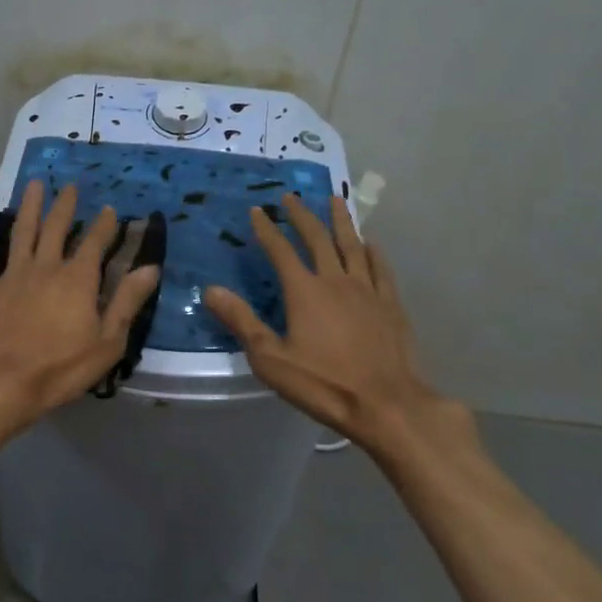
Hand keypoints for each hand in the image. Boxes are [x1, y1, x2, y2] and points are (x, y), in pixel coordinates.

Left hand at [0, 179, 160, 428]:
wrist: (1, 381)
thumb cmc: (60, 368)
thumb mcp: (107, 341)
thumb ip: (127, 301)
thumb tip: (150, 267)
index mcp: (77, 279)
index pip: (94, 243)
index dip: (104, 225)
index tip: (109, 209)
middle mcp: (45, 267)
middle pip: (56, 228)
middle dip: (66, 206)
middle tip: (70, 186)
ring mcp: (12, 274)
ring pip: (22, 232)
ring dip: (29, 206)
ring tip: (34, 184)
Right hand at [203, 193, 467, 454]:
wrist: (386, 404)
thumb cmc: (323, 384)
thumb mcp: (270, 359)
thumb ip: (242, 321)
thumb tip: (211, 290)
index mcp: (305, 292)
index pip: (281, 251)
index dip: (267, 229)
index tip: (257, 210)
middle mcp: (336, 281)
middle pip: (318, 239)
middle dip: (302, 216)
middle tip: (291, 197)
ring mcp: (368, 291)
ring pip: (352, 245)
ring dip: (341, 221)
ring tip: (335, 200)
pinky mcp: (391, 305)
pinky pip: (380, 268)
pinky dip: (373, 251)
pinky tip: (371, 243)